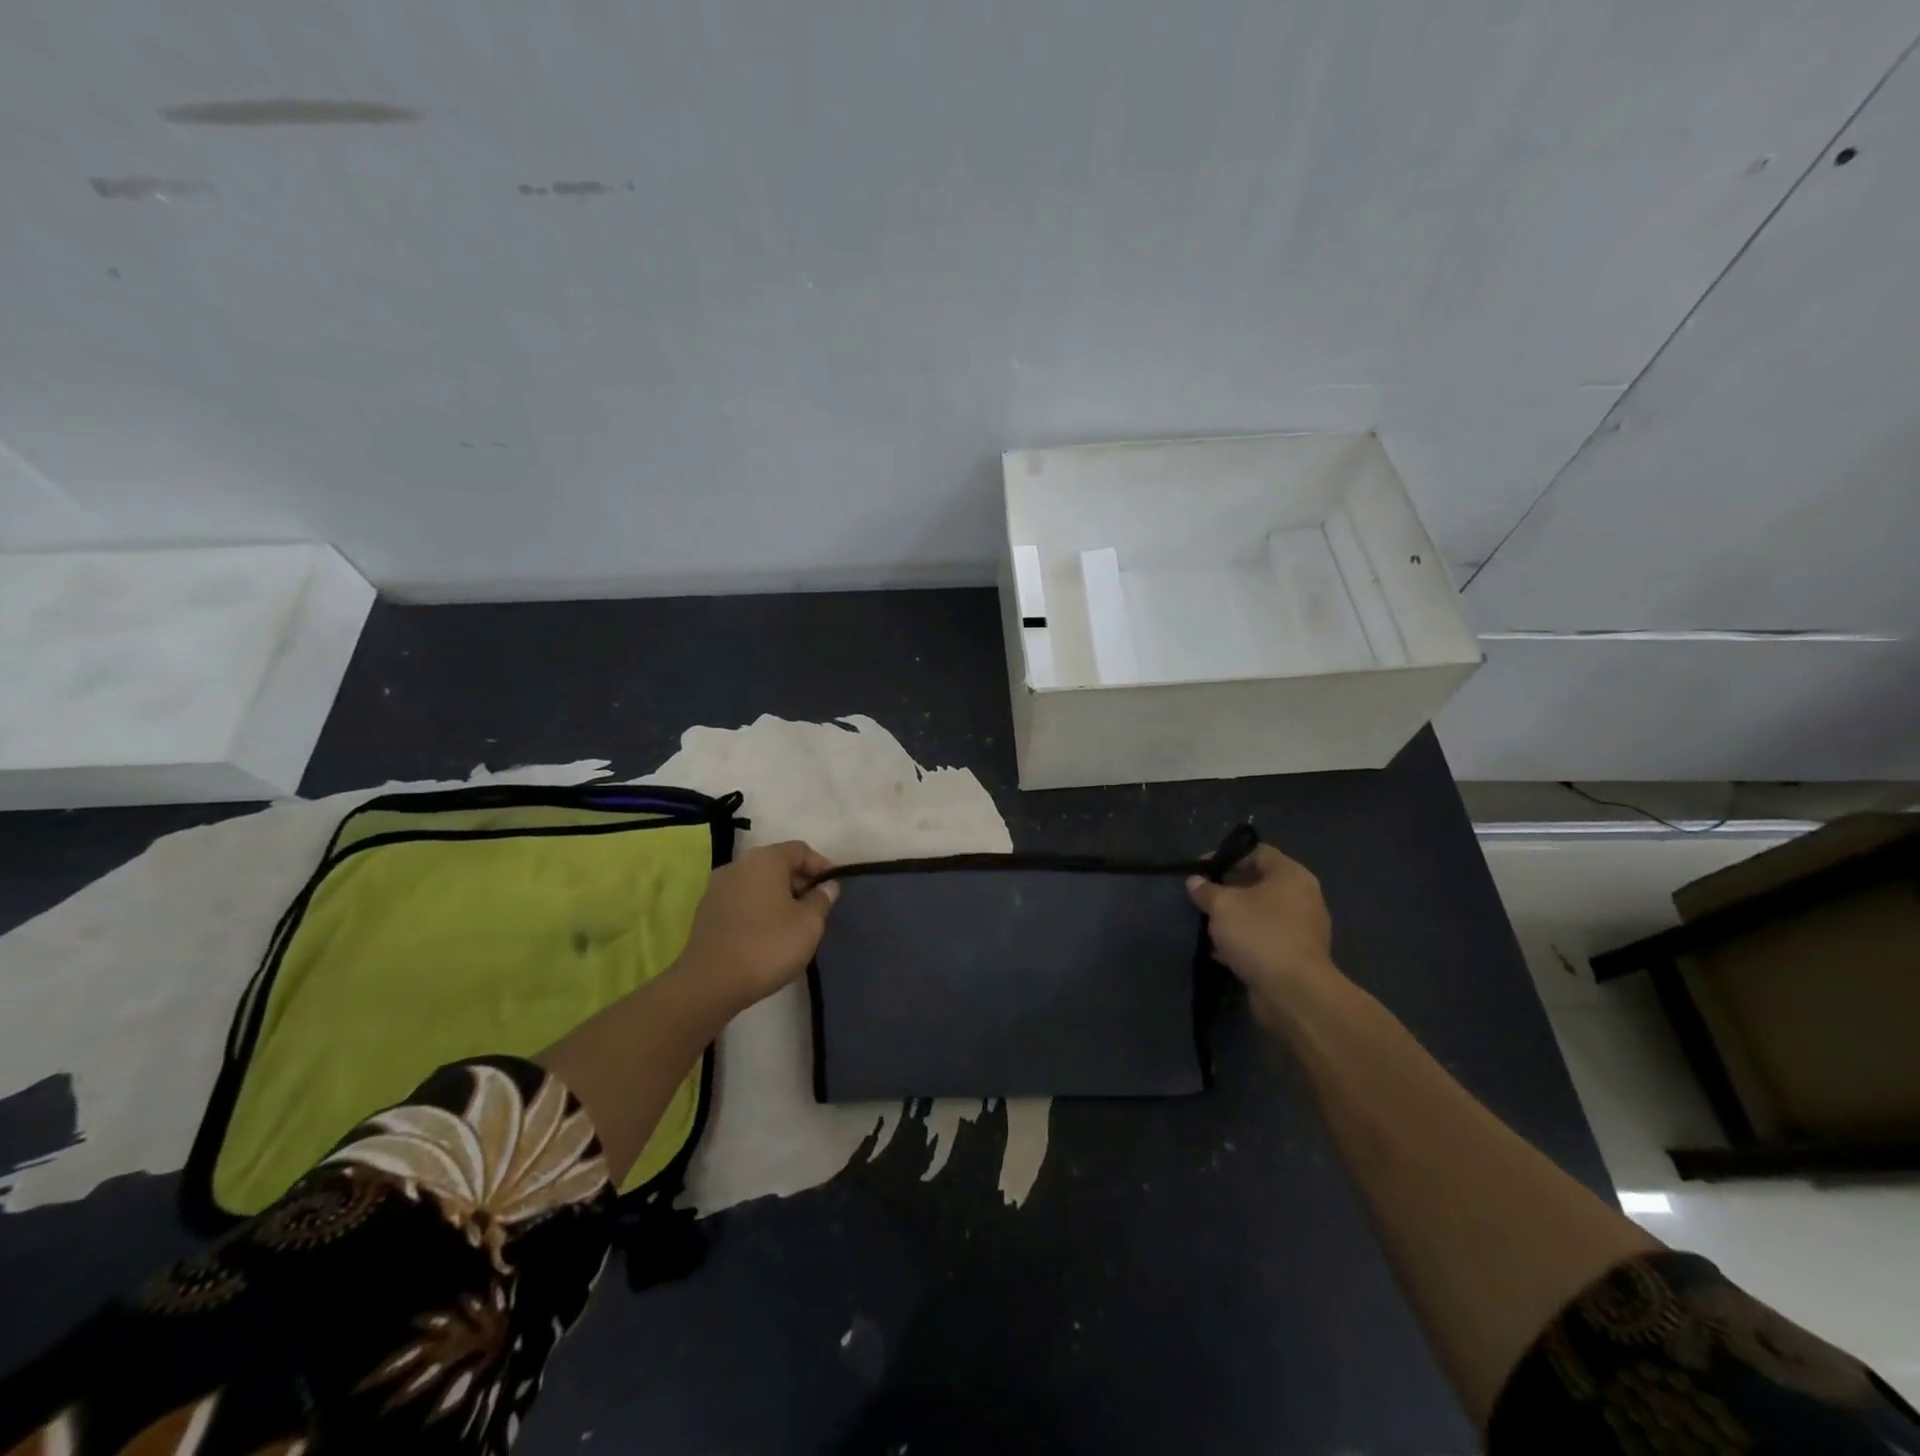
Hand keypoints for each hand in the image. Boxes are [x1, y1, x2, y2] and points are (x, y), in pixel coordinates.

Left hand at [680, 841, 838, 1010]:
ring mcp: (717, 888)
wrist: (710, 983)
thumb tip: (828, 886)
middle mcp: (738, 865)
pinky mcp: (706, 912)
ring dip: (779, 896)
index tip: (835, 887)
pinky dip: (759, 909)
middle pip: (777, 864)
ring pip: (758, 883)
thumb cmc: (767, 945)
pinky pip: (742, 900)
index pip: (800, 850)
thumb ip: (822, 899)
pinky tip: (768, 934)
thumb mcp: (809, 924)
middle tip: (817, 906)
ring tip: (795, 922)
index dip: (822, 866)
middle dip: (800, 882)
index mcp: (765, 859)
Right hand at [1187, 844, 1338, 1030]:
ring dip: (1235, 917)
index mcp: (1291, 875)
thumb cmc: (1259, 934)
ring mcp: (1302, 929)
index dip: (1226, 856)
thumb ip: (1206, 890)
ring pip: (1260, 913)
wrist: (1292, 992)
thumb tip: (1195, 881)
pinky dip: (1243, 941)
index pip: (1256, 852)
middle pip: (1259, 882)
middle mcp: (1302, 897)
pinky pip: (1264, 938)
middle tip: (1200, 896)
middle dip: (1227, 888)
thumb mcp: (1223, 905)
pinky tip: (1220, 950)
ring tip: (1206, 923)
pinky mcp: (1295, 956)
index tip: (1200, 869)